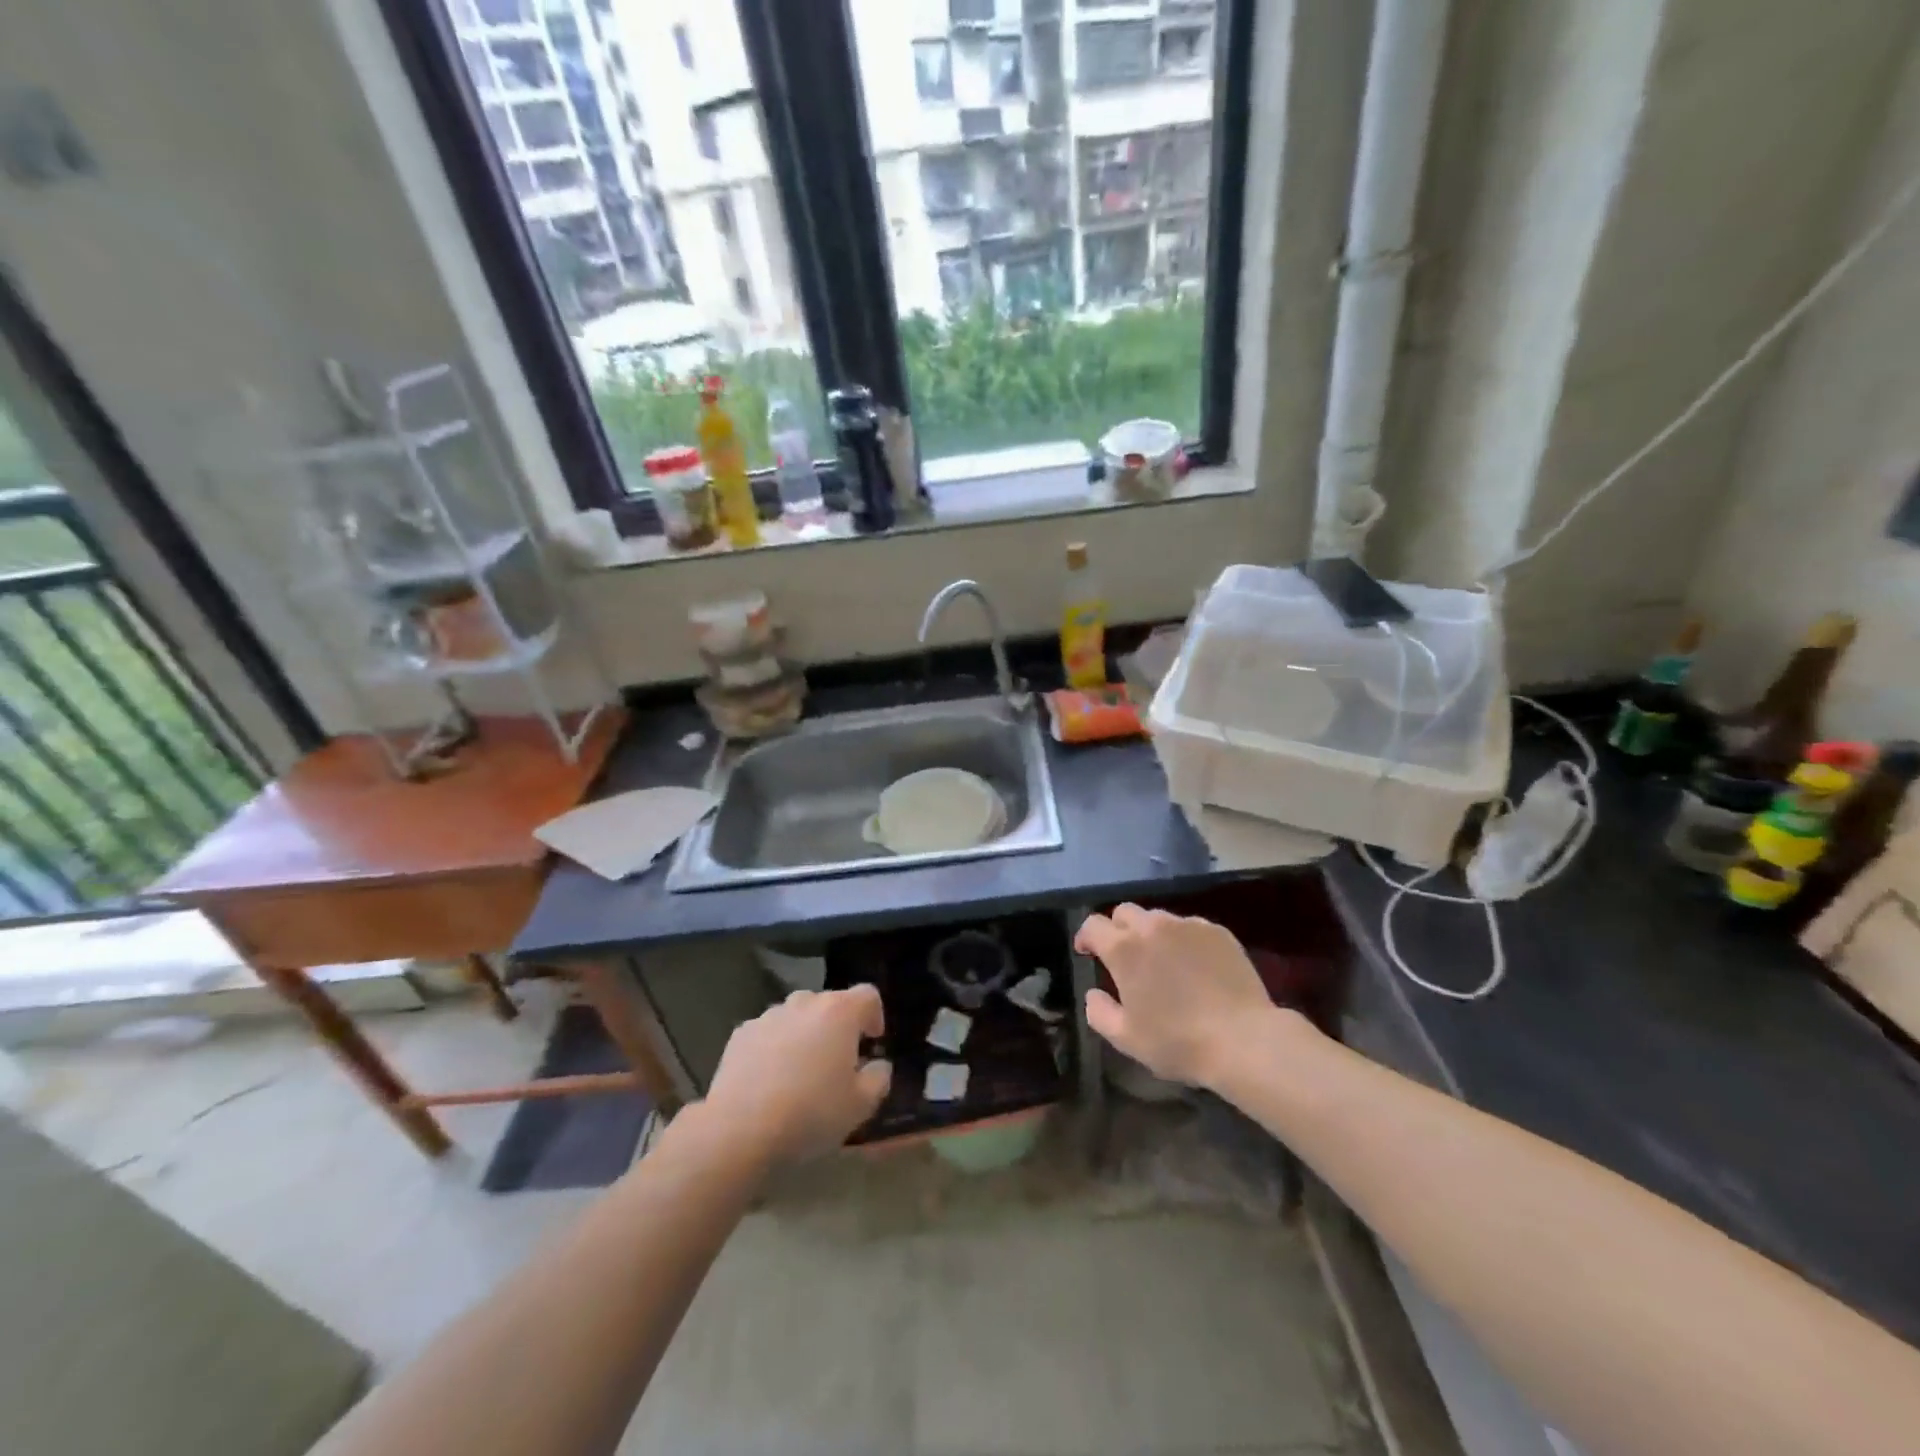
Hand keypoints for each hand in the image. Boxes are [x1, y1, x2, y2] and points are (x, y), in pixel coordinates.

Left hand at [703, 986, 891, 1164]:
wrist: (740, 1129)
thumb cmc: (811, 1113)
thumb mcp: (860, 1105)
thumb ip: (878, 1079)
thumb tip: (878, 1065)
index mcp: (840, 1012)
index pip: (868, 995)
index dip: (875, 1015)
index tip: (872, 1041)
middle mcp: (805, 1003)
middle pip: (830, 1003)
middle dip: (838, 1026)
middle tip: (837, 1061)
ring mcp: (769, 1015)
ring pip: (797, 1016)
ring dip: (805, 1034)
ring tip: (801, 1070)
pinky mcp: (741, 1033)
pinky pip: (768, 1032)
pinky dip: (775, 1046)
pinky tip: (770, 1079)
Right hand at [1076, 905, 1273, 1088]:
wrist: (1244, 1040)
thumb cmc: (1178, 1042)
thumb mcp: (1126, 1038)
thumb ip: (1099, 1012)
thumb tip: (1093, 994)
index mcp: (1124, 949)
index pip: (1093, 925)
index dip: (1086, 937)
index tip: (1088, 953)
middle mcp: (1153, 926)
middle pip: (1124, 912)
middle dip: (1118, 929)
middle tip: (1125, 958)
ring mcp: (1188, 925)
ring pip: (1159, 918)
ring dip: (1151, 934)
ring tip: (1163, 962)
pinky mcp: (1218, 932)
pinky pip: (1190, 928)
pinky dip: (1184, 941)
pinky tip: (1195, 967)